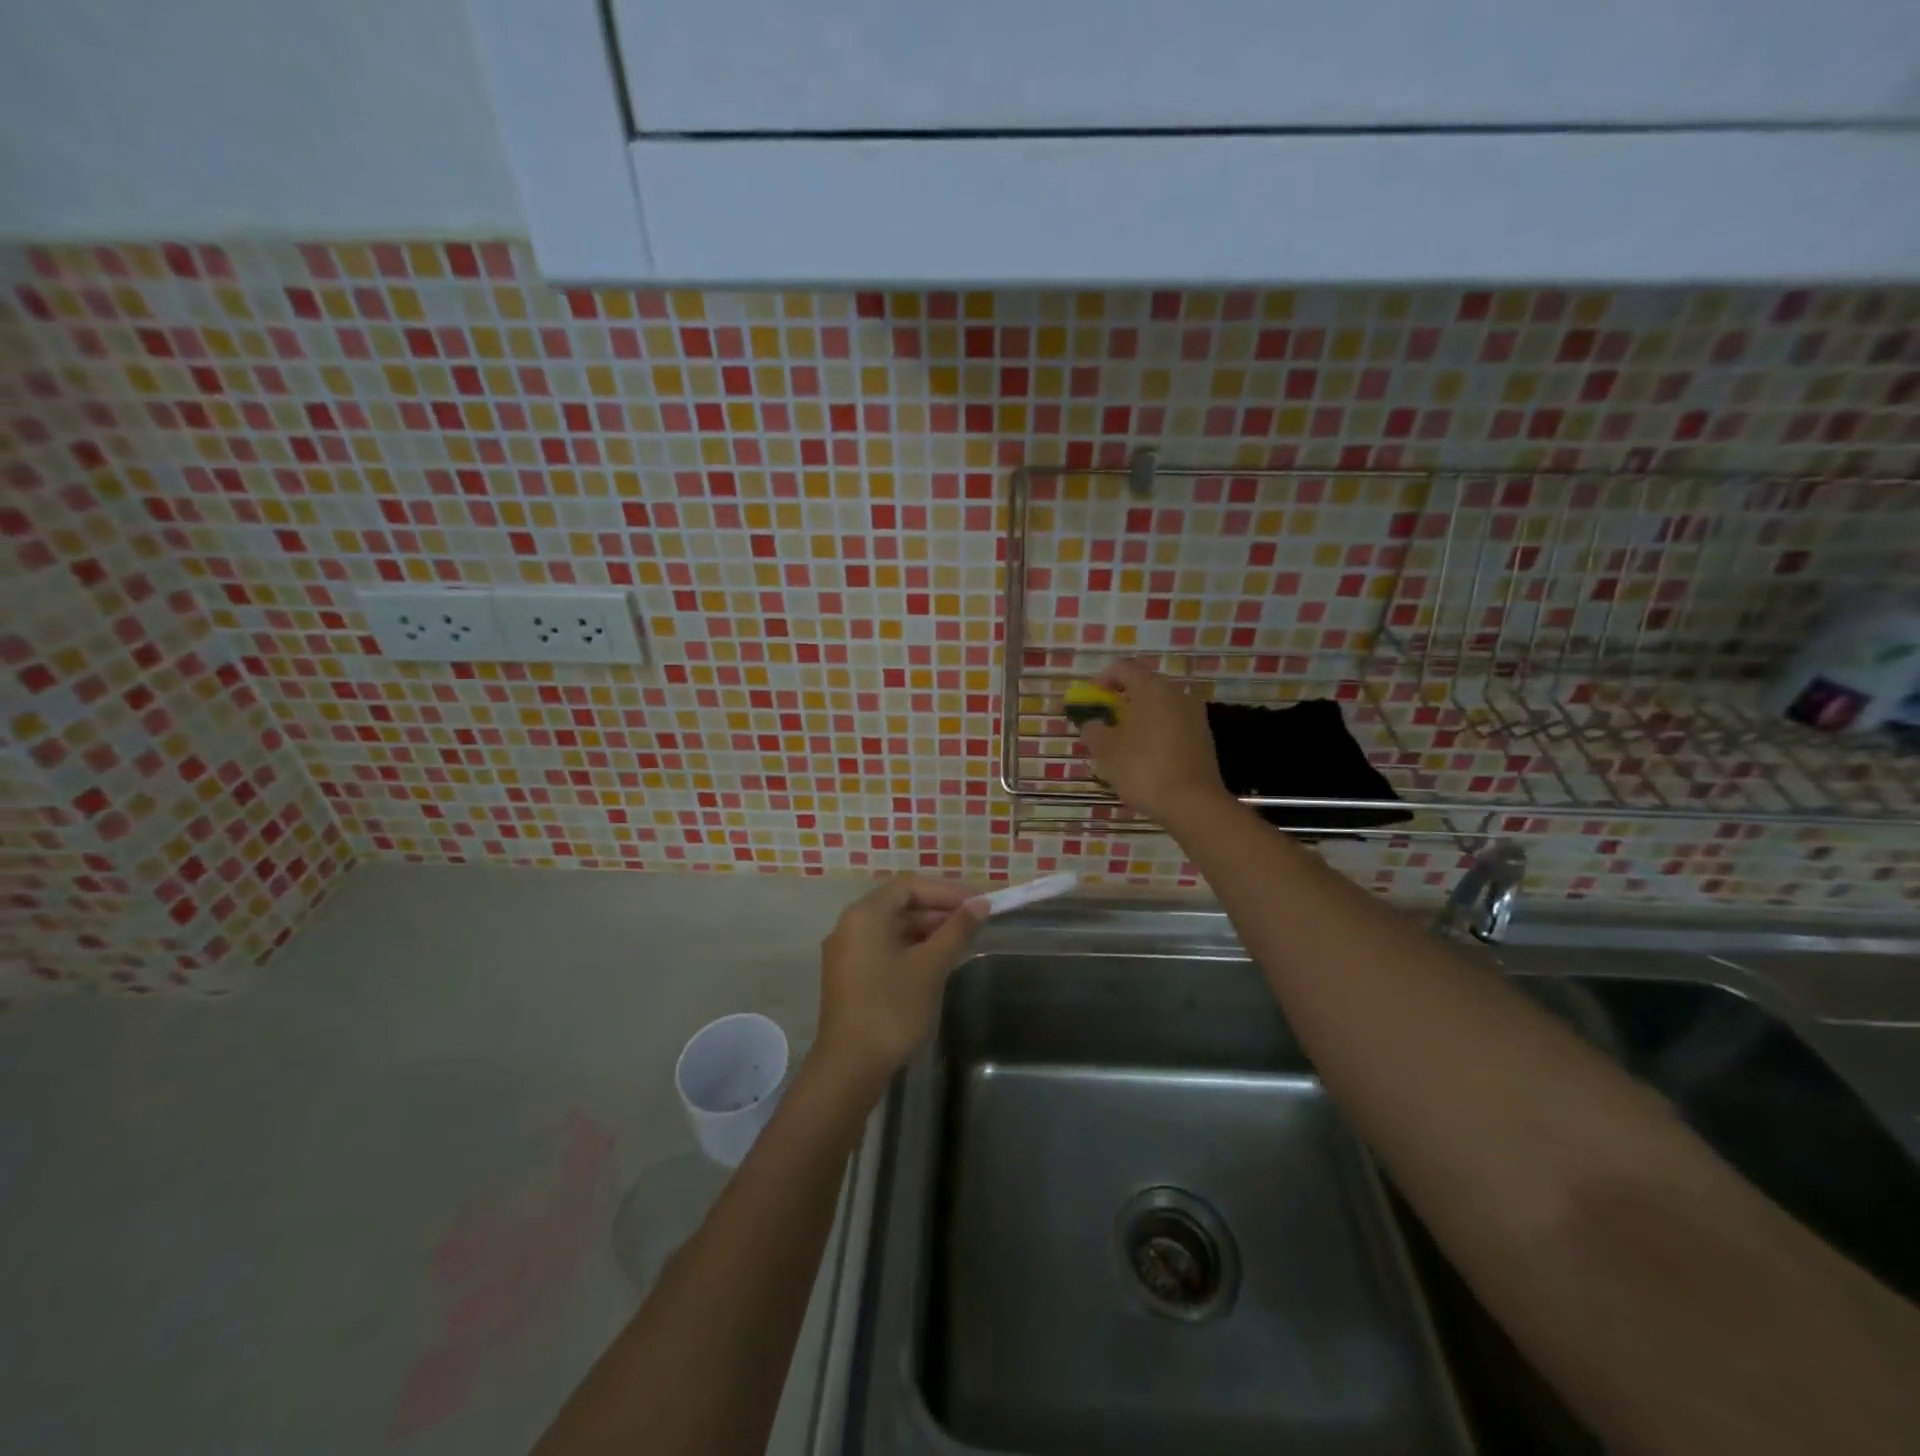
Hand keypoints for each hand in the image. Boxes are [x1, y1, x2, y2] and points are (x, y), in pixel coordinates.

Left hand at [815, 874, 986, 1081]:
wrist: (849, 1067)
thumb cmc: (891, 1009)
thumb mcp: (930, 966)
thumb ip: (955, 931)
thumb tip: (980, 904)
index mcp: (865, 914)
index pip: (909, 886)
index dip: (946, 891)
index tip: (977, 903)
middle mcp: (850, 925)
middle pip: (899, 904)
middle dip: (938, 909)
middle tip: (974, 922)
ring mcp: (847, 951)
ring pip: (892, 927)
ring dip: (926, 929)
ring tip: (960, 940)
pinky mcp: (849, 975)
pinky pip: (883, 947)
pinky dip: (910, 947)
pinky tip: (936, 960)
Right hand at [1076, 658, 1229, 824]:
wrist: (1193, 804)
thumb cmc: (1143, 769)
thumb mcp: (1106, 750)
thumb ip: (1093, 730)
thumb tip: (1092, 724)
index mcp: (1152, 688)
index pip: (1122, 668)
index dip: (1101, 681)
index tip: (1090, 703)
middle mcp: (1177, 694)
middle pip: (1143, 686)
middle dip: (1120, 702)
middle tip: (1104, 726)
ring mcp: (1195, 716)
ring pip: (1159, 708)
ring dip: (1138, 719)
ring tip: (1123, 746)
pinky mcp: (1204, 738)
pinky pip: (1173, 726)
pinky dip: (1155, 734)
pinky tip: (1146, 760)